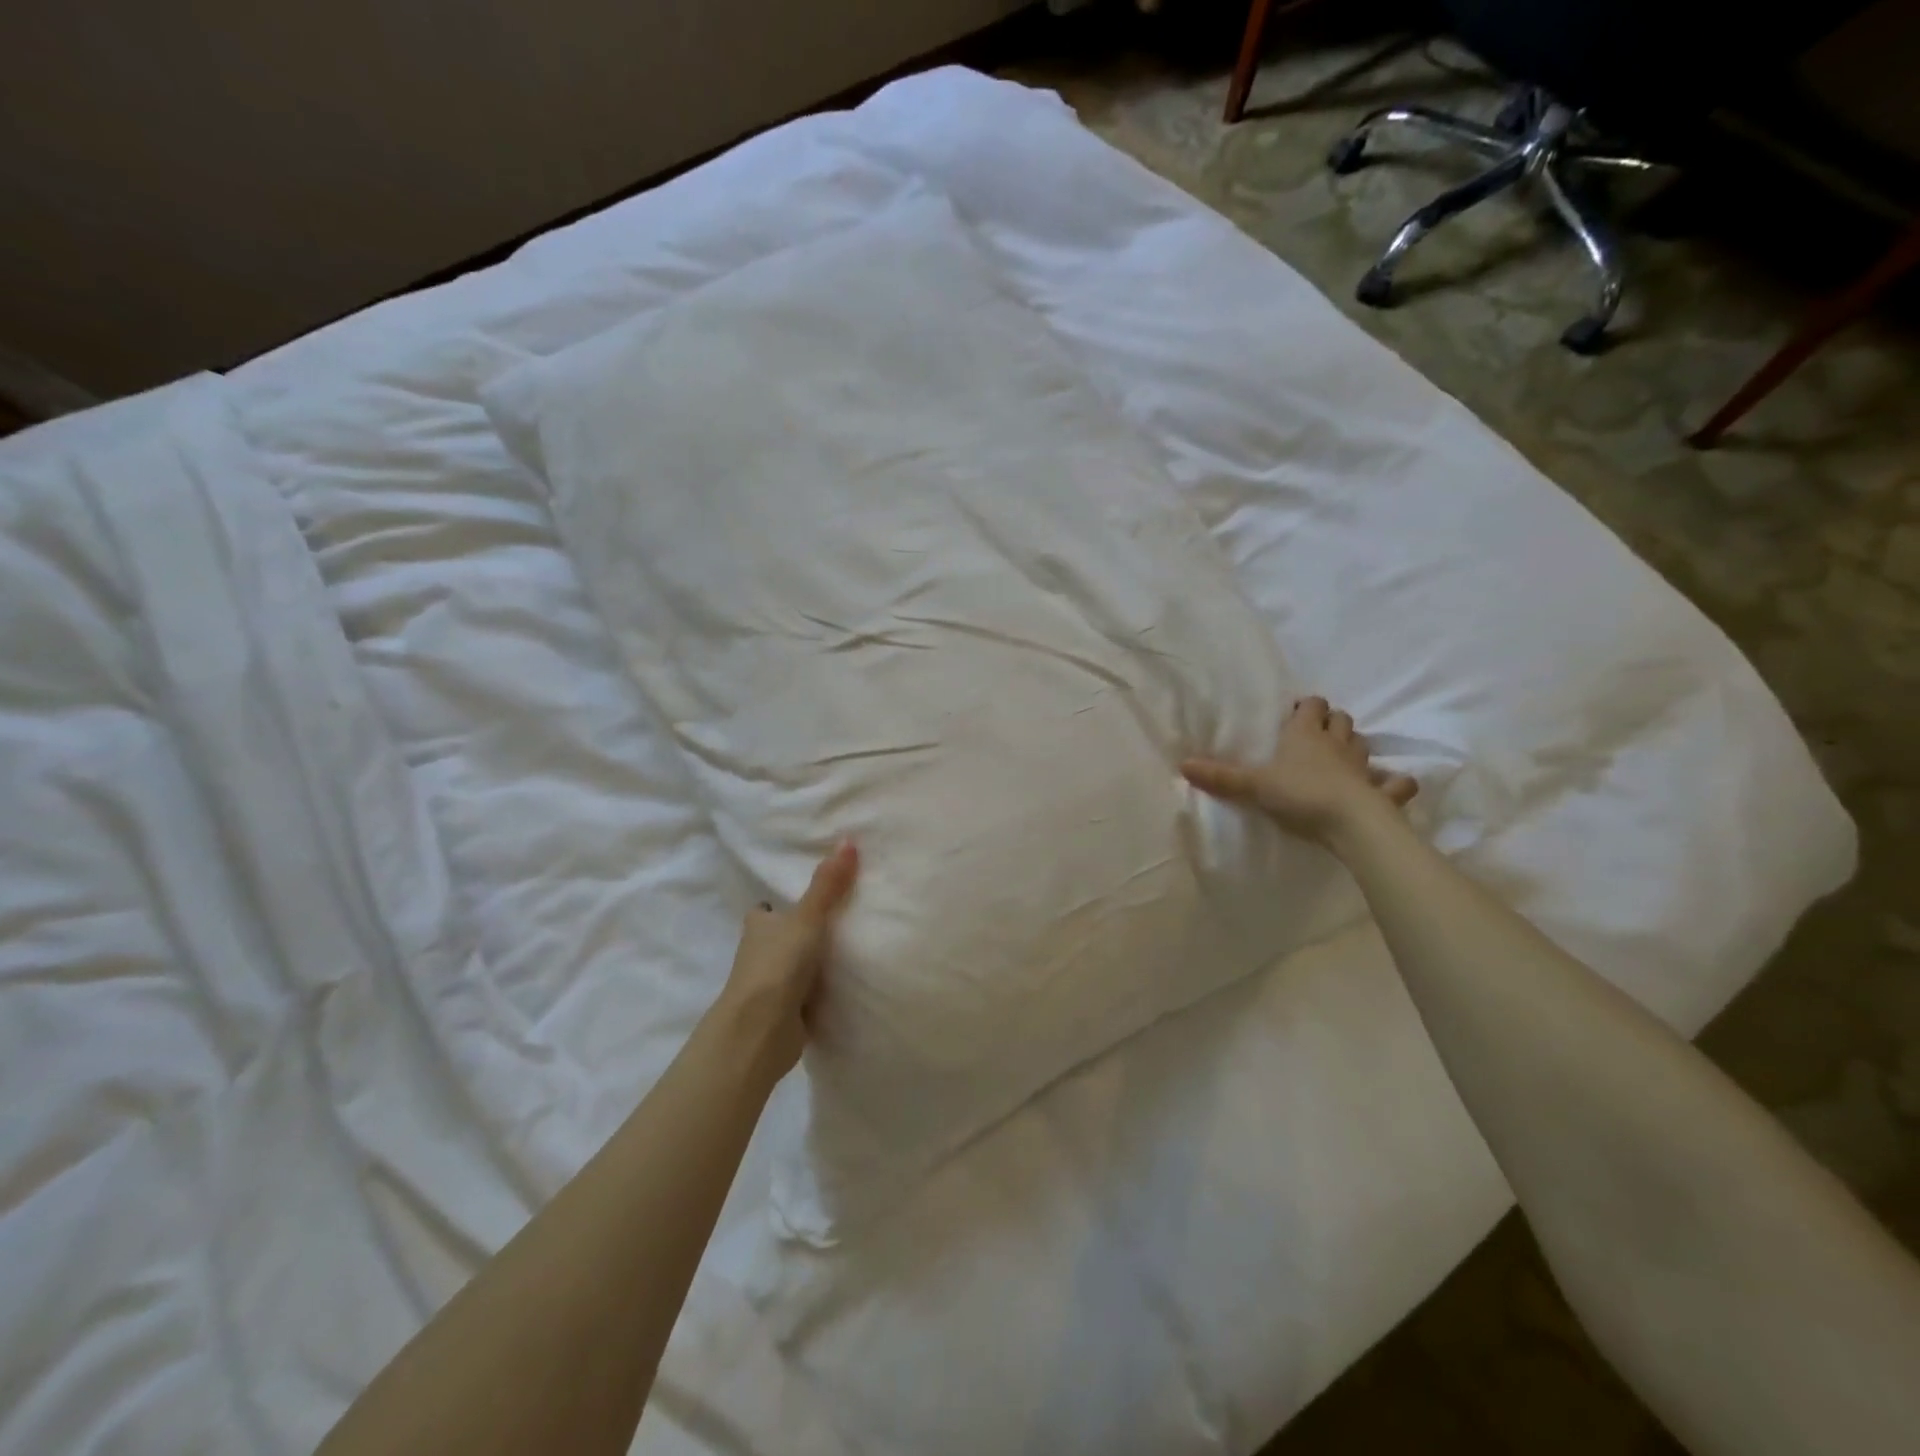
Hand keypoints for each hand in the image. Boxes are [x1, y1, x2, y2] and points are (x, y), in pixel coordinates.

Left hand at [712, 841, 859, 1083]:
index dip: (777, 906)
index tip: (801, 899)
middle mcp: (759, 954)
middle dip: (798, 934)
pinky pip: (805, 996)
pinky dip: (817, 993)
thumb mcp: (808, 918)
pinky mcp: (784, 1014)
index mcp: (758, 927)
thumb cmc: (778, 964)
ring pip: (792, 968)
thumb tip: (848, 839)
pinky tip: (843, 987)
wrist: (761, 1030)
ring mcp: (769, 987)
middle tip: (836, 921)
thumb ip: (828, 885)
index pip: (765, 911)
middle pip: (779, 939)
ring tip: (848, 951)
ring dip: (809, 964)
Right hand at [1182, 697, 1416, 846]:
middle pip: (1340, 720)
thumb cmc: (1300, 794)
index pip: (1311, 706)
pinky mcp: (1382, 792)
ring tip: (1342, 757)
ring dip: (1354, 746)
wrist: (1350, 822)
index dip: (1306, 706)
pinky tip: (1388, 786)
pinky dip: (1393, 783)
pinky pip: (1395, 783)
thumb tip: (1183, 765)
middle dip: (1331, 722)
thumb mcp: (1253, 786)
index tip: (1296, 713)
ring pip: (1362, 744)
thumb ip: (1221, 777)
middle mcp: (1336, 743)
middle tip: (1316, 734)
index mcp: (1305, 735)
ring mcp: (1363, 766)